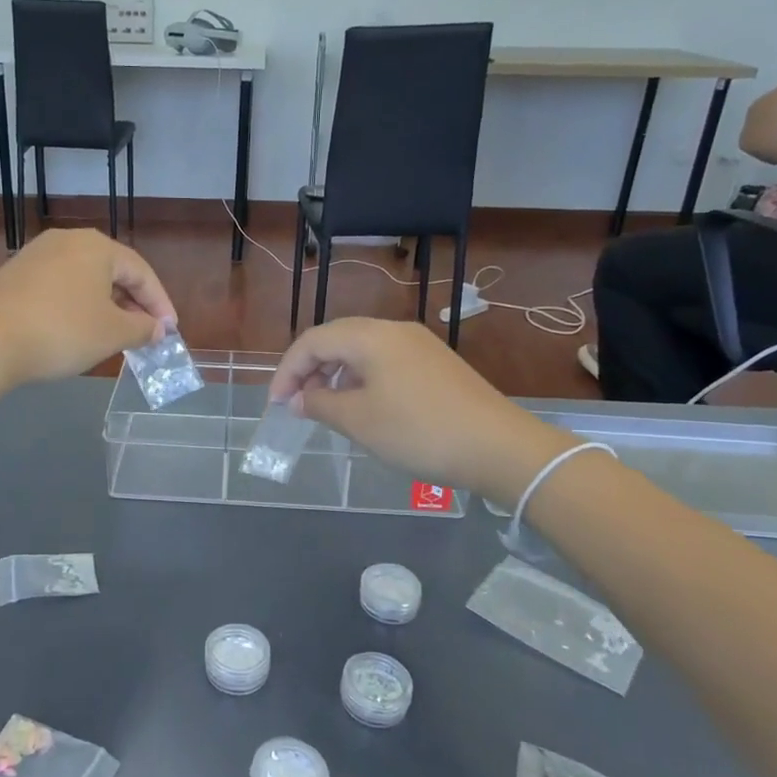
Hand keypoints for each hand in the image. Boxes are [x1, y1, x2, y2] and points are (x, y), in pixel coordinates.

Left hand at [0, 229, 176, 393]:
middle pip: (112, 271)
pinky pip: (58, 287)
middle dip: (132, 304)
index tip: (170, 331)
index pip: (141, 272)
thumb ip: (142, 329)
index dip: (160, 303)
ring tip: (113, 335)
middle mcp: (66, 241)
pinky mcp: (13, 275)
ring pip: (83, 279)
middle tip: (144, 333)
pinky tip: (75, 331)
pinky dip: (76, 306)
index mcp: (96, 246)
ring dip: (104, 306)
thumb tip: (157, 329)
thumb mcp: (111, 334)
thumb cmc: (60, 332)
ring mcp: (35, 255)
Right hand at [269, 319, 572, 501]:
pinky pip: (386, 360)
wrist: (499, 447)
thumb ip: (320, 404)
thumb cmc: (418, 432)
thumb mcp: (359, 422)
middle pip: (337, 338)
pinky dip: (363, 378)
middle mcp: (394, 330)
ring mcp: (420, 344)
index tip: (277, 404)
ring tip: (327, 408)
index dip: (287, 370)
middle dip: (310, 369)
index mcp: (370, 336)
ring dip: (336, 374)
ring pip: (362, 349)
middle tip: (297, 404)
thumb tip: (299, 398)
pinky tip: (364, 406)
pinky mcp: (437, 363)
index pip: (313, 341)